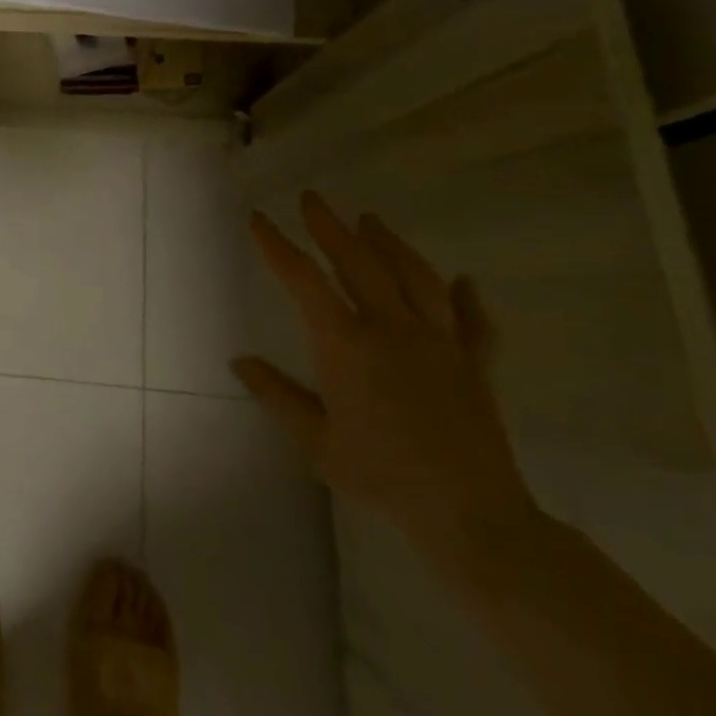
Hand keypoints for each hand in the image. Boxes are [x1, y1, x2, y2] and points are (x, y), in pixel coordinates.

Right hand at [236, 192, 538, 574]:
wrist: (472, 516)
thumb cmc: (382, 477)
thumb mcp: (317, 442)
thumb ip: (277, 396)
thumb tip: (239, 361)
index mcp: (347, 345)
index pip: (304, 280)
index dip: (277, 245)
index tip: (259, 219)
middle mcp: (392, 329)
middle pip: (359, 262)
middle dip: (330, 226)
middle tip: (312, 199)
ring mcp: (440, 343)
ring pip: (415, 277)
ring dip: (390, 244)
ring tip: (372, 220)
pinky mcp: (476, 365)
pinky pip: (474, 322)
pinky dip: (467, 298)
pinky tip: (464, 281)